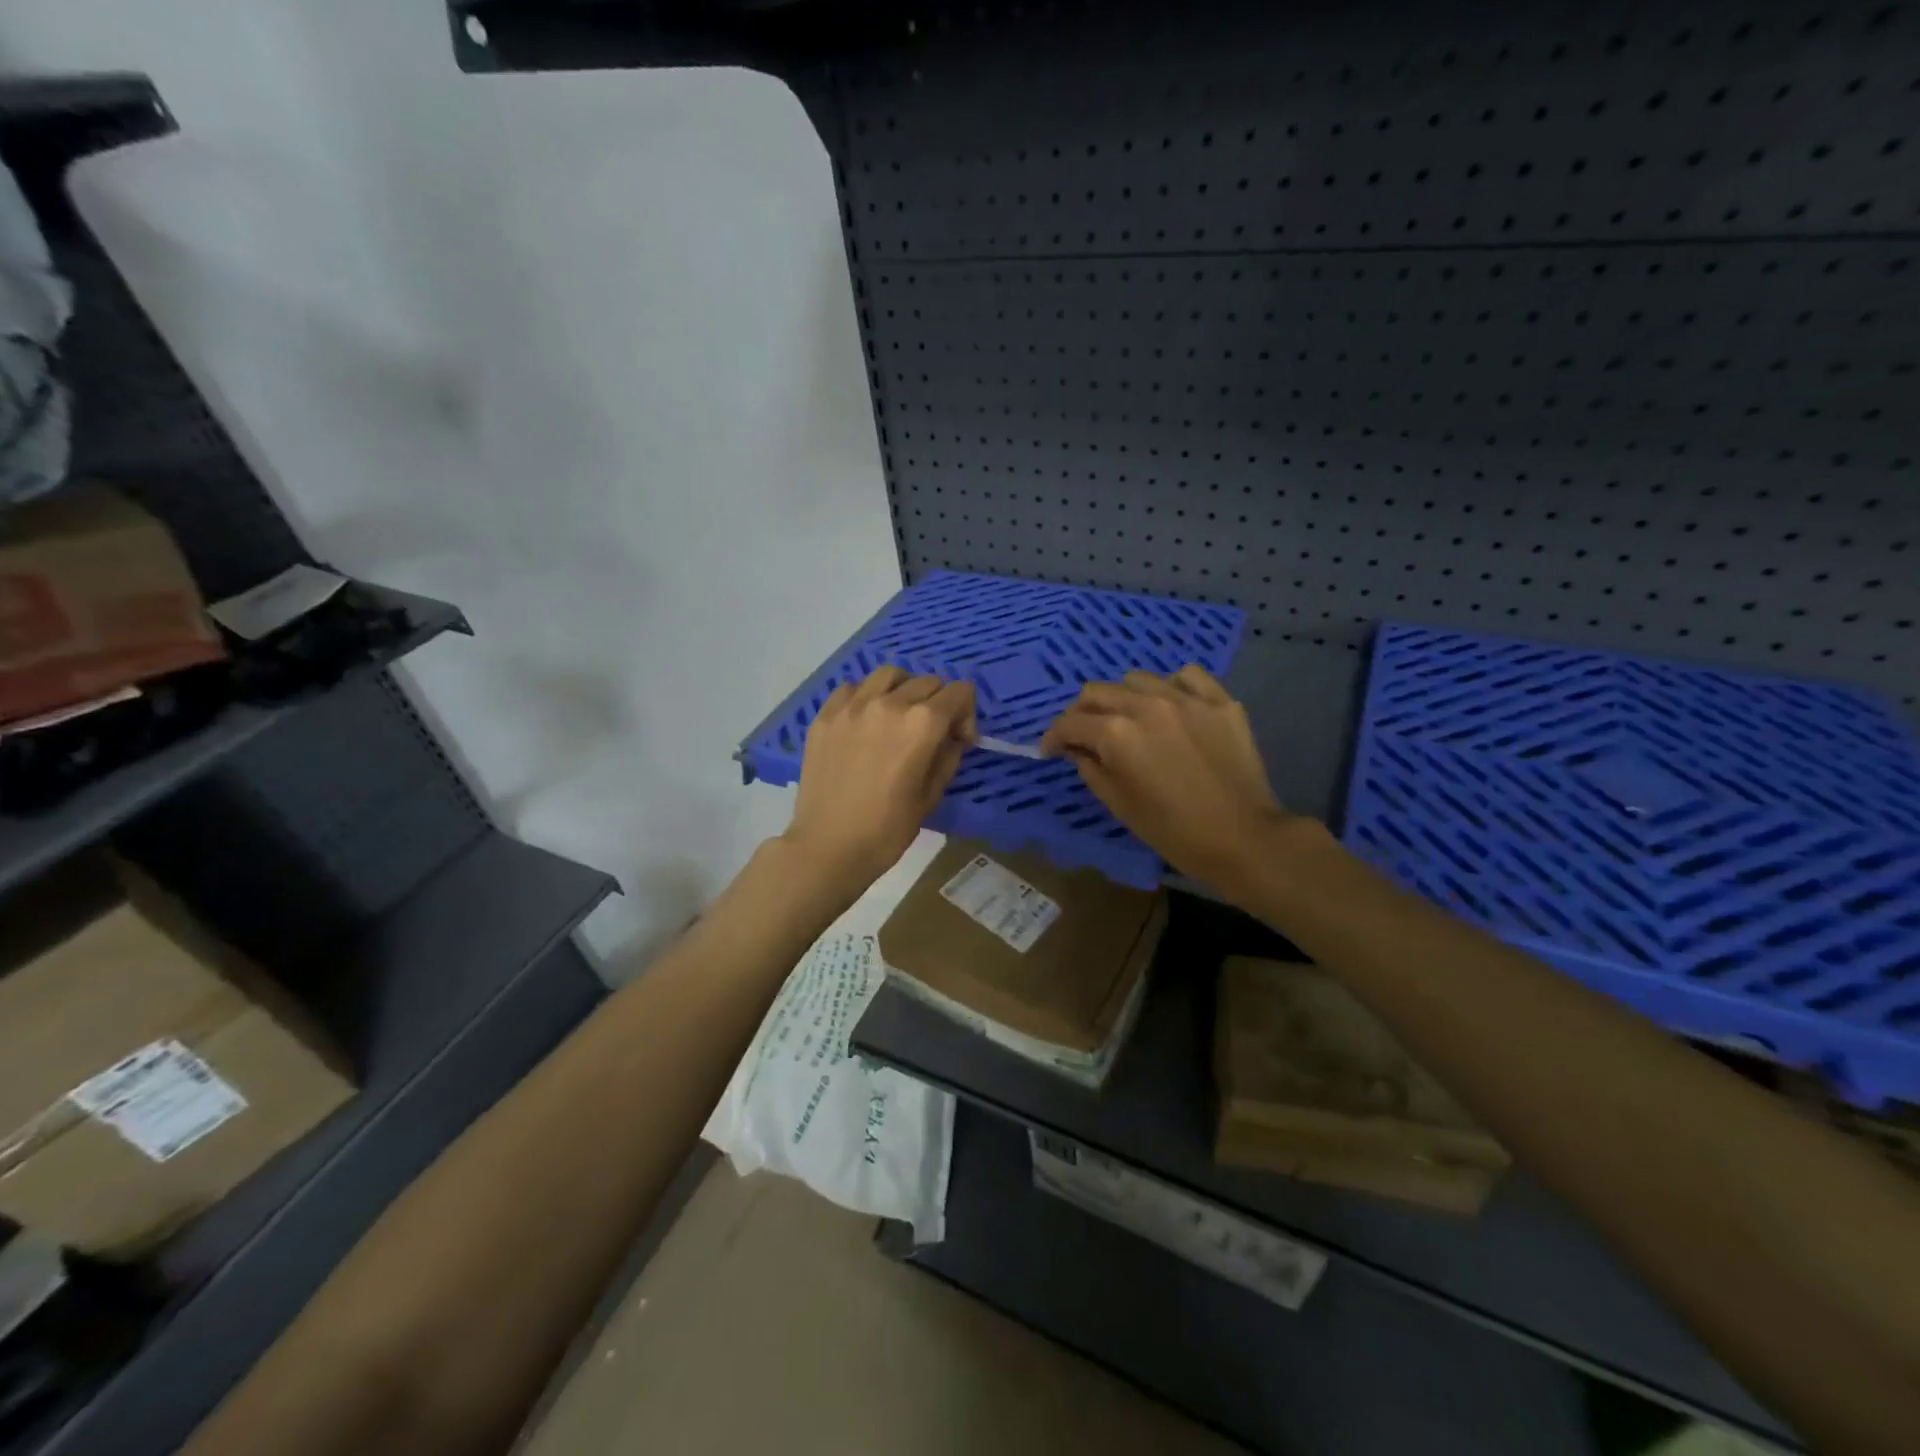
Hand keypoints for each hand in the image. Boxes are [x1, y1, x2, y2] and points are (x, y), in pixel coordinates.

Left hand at [783, 666, 976, 892]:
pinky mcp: (826, 715)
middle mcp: (889, 703)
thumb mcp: (932, 795)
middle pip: (928, 681)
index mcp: (922, 723)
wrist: (828, 846)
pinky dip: (867, 695)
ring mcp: (853, 705)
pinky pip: (853, 687)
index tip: (959, 740)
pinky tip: (866, 720)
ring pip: (890, 674)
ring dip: (904, 689)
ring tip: (899, 715)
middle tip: (932, 733)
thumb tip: (952, 736)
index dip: (967, 714)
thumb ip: (948, 755)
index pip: (959, 693)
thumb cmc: (887, 829)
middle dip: (939, 702)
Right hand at [1040, 665, 1291, 897]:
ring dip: (1124, 697)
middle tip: (1083, 734)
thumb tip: (1078, 749)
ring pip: (1137, 679)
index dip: (1053, 737)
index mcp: (1117, 733)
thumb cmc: (1173, 831)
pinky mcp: (1220, 701)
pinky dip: (1172, 686)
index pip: (1070, 723)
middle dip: (1081, 713)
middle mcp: (1146, 705)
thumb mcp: (1118, 804)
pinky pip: (1187, 676)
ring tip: (1130, 718)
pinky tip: (1172, 706)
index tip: (1051, 750)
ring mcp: (1186, 698)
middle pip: (1098, 692)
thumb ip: (1090, 767)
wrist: (1242, 838)